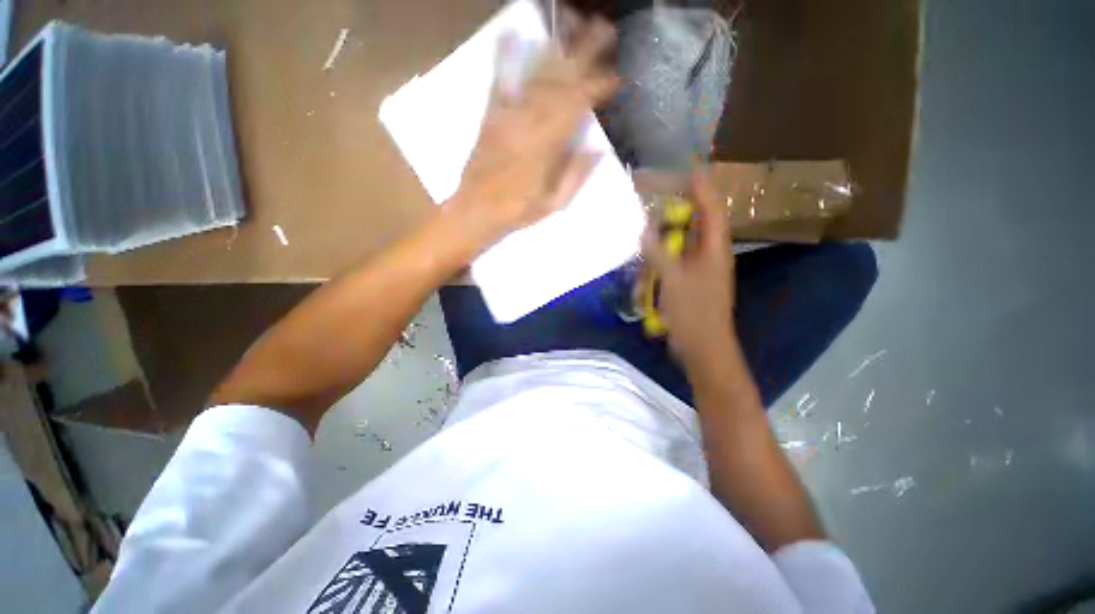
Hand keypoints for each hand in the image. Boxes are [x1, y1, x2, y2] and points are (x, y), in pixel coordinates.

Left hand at [451, 15, 618, 246]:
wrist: (476, 210)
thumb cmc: (518, 211)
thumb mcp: (553, 203)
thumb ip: (575, 175)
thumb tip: (597, 149)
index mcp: (547, 148)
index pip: (577, 108)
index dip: (598, 89)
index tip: (616, 77)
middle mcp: (530, 124)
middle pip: (561, 82)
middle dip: (584, 53)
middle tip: (604, 29)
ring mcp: (508, 116)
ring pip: (536, 75)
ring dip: (556, 47)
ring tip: (572, 21)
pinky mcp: (490, 116)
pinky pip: (498, 82)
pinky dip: (504, 57)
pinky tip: (510, 32)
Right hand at [642, 172, 735, 367]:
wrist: (702, 348)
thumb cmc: (694, 314)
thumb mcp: (674, 281)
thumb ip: (658, 253)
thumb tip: (643, 229)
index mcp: (714, 249)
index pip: (712, 208)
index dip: (701, 187)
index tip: (685, 169)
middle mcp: (708, 254)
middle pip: (696, 222)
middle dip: (677, 209)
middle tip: (656, 197)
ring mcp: (698, 269)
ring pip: (681, 242)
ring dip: (665, 236)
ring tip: (647, 227)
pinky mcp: (687, 281)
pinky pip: (673, 261)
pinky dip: (660, 257)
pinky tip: (646, 262)